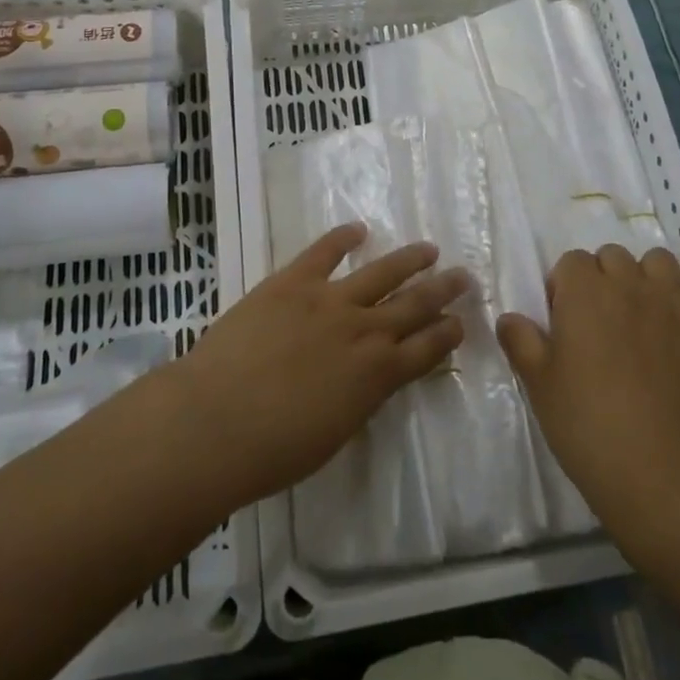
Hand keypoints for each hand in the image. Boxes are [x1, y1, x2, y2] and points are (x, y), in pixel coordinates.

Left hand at [170, 223, 467, 513]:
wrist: (216, 423)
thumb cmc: (274, 451)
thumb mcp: (336, 434)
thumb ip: (361, 399)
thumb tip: (370, 379)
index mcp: (378, 375)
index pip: (428, 348)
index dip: (448, 333)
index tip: (461, 322)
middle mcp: (365, 331)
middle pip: (416, 304)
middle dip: (444, 290)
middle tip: (464, 276)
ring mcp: (329, 300)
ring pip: (382, 272)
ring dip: (410, 259)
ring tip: (429, 249)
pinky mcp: (293, 281)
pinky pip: (324, 252)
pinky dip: (343, 237)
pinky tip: (358, 229)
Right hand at [497, 246, 679, 540]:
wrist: (653, 466)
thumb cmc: (584, 421)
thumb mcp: (537, 381)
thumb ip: (520, 340)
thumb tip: (509, 318)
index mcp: (583, 291)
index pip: (571, 261)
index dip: (565, 288)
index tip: (565, 323)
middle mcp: (627, 283)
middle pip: (612, 256)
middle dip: (603, 279)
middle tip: (600, 323)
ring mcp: (671, 301)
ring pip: (658, 261)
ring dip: (647, 278)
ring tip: (642, 315)